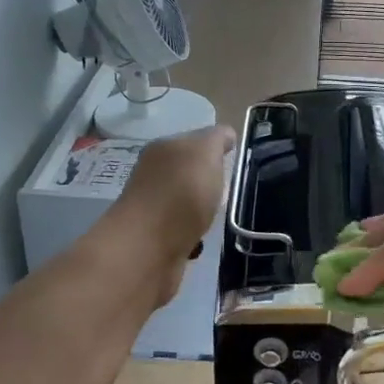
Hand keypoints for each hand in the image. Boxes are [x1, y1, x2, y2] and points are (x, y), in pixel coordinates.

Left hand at [111, 126, 233, 303]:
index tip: (233, 160)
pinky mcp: (156, 241)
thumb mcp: (205, 152)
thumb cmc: (181, 193)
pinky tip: (202, 241)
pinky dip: (193, 236)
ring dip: (200, 210)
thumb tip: (226, 135)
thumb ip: (216, 139)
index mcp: (162, 150)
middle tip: (229, 189)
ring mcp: (153, 210)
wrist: (149, 248)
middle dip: (207, 181)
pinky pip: (182, 232)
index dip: (214, 148)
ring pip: (185, 204)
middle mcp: (153, 176)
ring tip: (218, 217)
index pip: (192, 141)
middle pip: (188, 173)